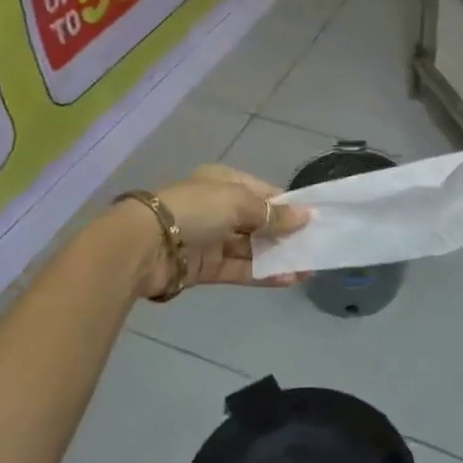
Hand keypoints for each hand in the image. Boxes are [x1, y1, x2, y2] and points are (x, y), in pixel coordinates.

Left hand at [138, 165, 309, 298]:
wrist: (146, 246)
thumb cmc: (195, 210)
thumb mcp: (238, 202)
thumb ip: (272, 214)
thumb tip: (306, 216)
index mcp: (223, 183)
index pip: (263, 193)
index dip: (287, 206)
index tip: (313, 219)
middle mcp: (218, 209)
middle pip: (259, 222)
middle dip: (286, 233)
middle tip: (316, 245)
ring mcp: (212, 239)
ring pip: (252, 248)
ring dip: (279, 256)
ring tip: (309, 265)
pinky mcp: (206, 268)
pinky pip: (241, 269)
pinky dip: (264, 273)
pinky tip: (289, 279)